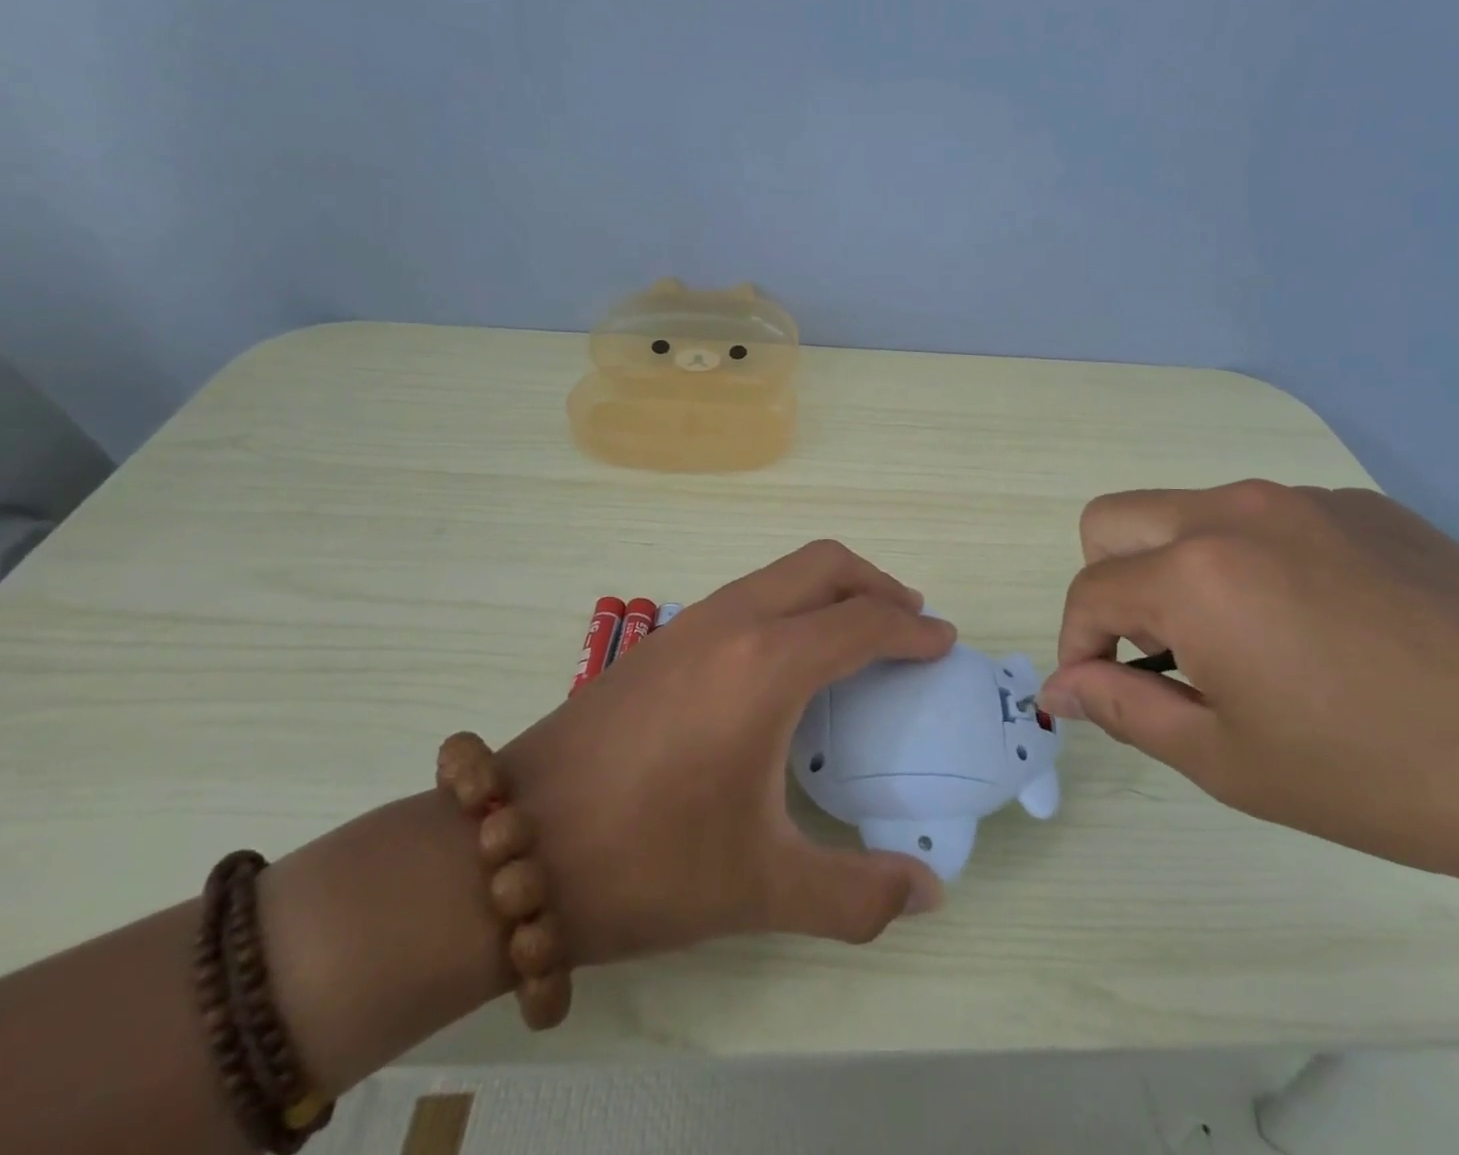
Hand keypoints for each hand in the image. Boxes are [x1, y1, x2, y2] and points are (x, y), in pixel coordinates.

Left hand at [498, 541, 952, 964]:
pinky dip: (792, 603)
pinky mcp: (662, 638)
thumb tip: (929, 894)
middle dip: (878, 585)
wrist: (514, 847)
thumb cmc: (646, 862)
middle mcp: (735, 622)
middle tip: (910, 625)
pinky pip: (750, 593)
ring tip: (856, 637)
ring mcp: (692, 622)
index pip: (865, 622)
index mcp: (768, 665)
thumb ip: (857, 894)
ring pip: (783, 572)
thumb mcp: (760, 889)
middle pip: (825, 565)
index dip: (915, 630)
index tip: (944, 645)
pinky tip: (786, 662)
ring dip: (832, 589)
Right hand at [1039, 481, 1458, 904]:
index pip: (1089, 592)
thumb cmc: (1370, 774)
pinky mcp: (1361, 505)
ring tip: (1248, 643)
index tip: (1098, 691)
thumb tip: (1057, 687)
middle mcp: (1235, 512)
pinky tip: (1320, 624)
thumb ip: (1120, 708)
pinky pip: (1266, 517)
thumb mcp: (1223, 758)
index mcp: (1195, 573)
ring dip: (1181, 570)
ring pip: (1188, 513)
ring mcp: (1303, 499)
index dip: (1077, 647)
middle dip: (1111, 585)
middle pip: (1113, 521)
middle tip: (1165, 653)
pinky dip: (1254, 560)